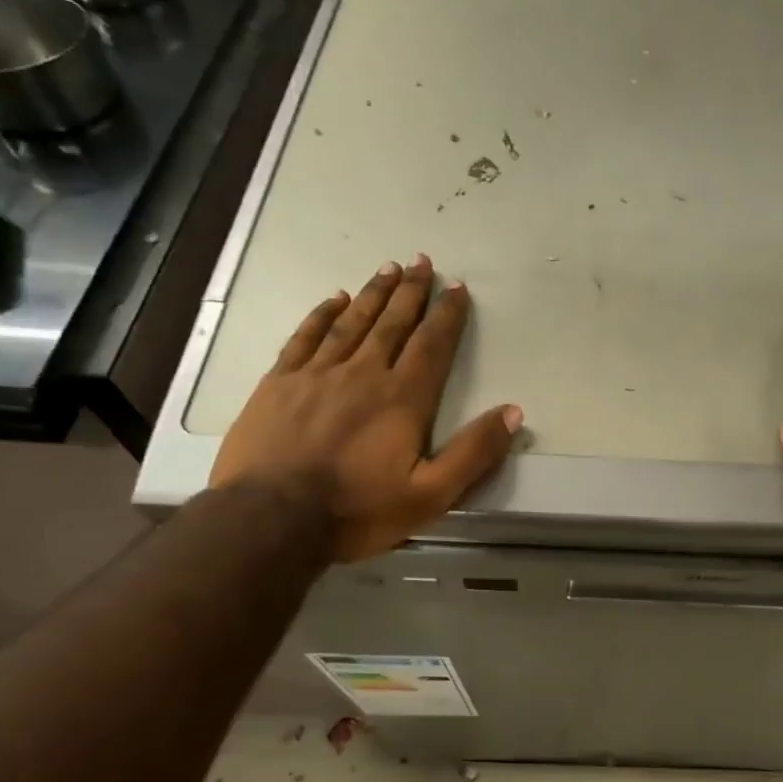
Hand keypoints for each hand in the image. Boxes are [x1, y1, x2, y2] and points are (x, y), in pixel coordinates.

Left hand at [211, 255, 521, 561]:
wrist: (269, 520)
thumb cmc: (356, 510)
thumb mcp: (430, 495)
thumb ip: (474, 453)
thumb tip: (513, 412)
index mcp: (403, 399)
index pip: (432, 345)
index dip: (447, 315)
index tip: (457, 288)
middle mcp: (363, 374)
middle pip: (393, 323)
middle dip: (411, 292)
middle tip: (422, 262)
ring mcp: (317, 374)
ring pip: (352, 322)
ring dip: (373, 294)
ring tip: (388, 269)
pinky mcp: (279, 383)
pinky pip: (306, 336)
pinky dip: (323, 314)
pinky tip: (334, 300)